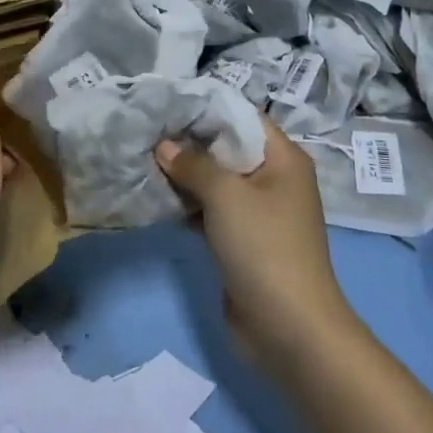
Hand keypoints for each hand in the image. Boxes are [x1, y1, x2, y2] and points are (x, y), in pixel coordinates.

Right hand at [156, 119, 354, 363]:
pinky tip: (156, 197)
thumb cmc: (264, 247)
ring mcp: (259, 213)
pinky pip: (212, 211)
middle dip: (189, 142)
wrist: (289, 329)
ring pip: (217, 182)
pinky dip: (189, 204)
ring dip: (185, 175)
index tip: (166, 103)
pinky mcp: (243, 241)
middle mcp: (274, 179)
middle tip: (147, 130)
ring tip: (144, 159)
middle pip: (227, 148)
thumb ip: (193, 163)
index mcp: (283, 159)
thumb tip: (164, 145)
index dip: (206, 108)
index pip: (243, 117)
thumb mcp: (226, 195)